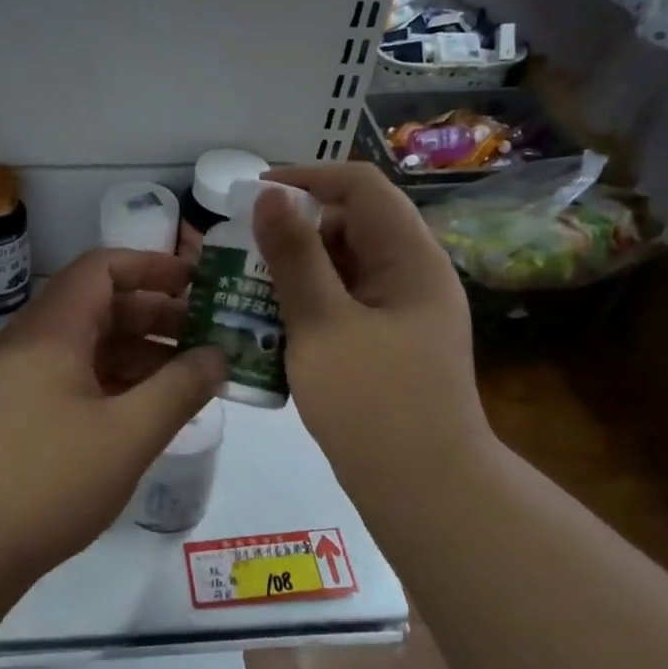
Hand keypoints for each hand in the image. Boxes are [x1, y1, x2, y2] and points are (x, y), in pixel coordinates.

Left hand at [0, 250, 227, 576]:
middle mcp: (28, 343)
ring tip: (185, 380)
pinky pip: (69, 380)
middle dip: (154, 316)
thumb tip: (218, 356)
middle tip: (205, 337)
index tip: (197, 284)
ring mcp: (14, 380)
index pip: (102, 269)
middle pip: (96, 307)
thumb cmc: (46, 482)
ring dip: (135, 355)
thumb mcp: (127, 436)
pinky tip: (141, 412)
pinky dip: (109, 384)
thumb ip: (179, 390)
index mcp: (51, 331)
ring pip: (84, 348)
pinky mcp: (10, 415)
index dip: (152, 267)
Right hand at [253, 163, 491, 510]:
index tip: (253, 196)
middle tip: (241, 251)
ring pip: (346, 267)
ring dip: (298, 270)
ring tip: (247, 287)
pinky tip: (273, 325)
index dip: (307, 177)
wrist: (425, 491)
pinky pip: (346, 303)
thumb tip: (270, 195)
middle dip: (295, 229)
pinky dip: (310, 304)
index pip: (361, 185)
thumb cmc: (373, 404)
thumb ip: (295, 257)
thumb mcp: (323, 324)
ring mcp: (404, 311)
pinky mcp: (390, 343)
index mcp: (410, 257)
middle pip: (352, 224)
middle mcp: (413, 274)